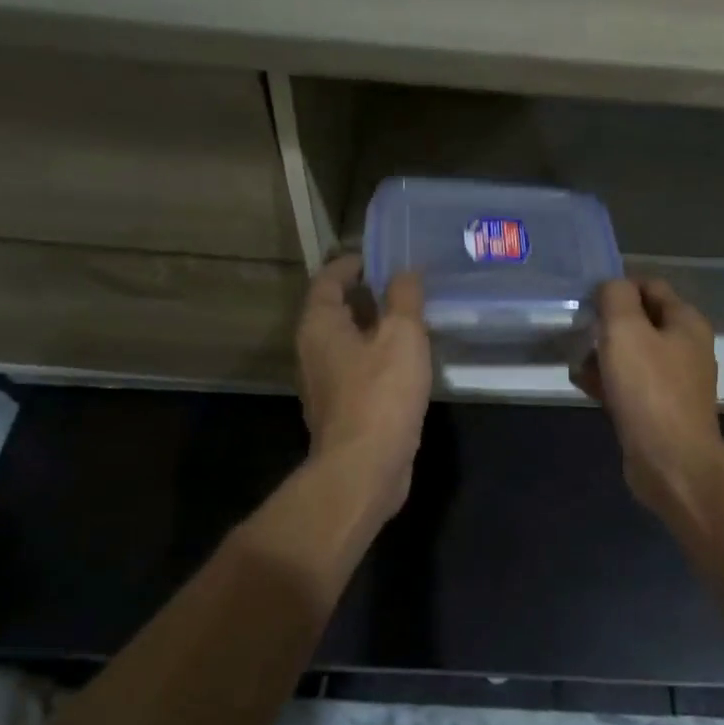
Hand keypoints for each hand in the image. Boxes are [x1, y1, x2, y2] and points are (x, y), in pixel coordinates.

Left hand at [296, 256, 432, 513]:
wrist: (365, 468)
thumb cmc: (381, 393)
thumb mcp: (402, 335)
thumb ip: (404, 298)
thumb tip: (405, 272)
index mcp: (319, 325)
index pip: (328, 280)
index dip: (351, 264)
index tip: (377, 256)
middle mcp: (313, 350)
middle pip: (335, 310)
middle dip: (365, 294)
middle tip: (402, 283)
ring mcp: (325, 383)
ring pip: (347, 341)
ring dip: (373, 326)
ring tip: (410, 317)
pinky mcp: (342, 409)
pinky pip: (358, 368)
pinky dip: (378, 355)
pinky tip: (406, 359)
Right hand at [573, 279, 723, 519]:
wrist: (671, 462)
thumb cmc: (649, 389)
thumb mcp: (625, 329)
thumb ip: (615, 297)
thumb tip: (610, 287)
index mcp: (686, 322)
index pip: (650, 285)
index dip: (618, 287)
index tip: (587, 301)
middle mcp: (686, 347)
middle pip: (640, 321)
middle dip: (606, 324)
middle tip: (578, 332)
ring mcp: (675, 381)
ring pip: (632, 354)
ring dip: (603, 354)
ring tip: (575, 361)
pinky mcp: (660, 410)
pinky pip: (630, 384)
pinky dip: (608, 381)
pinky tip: (584, 386)